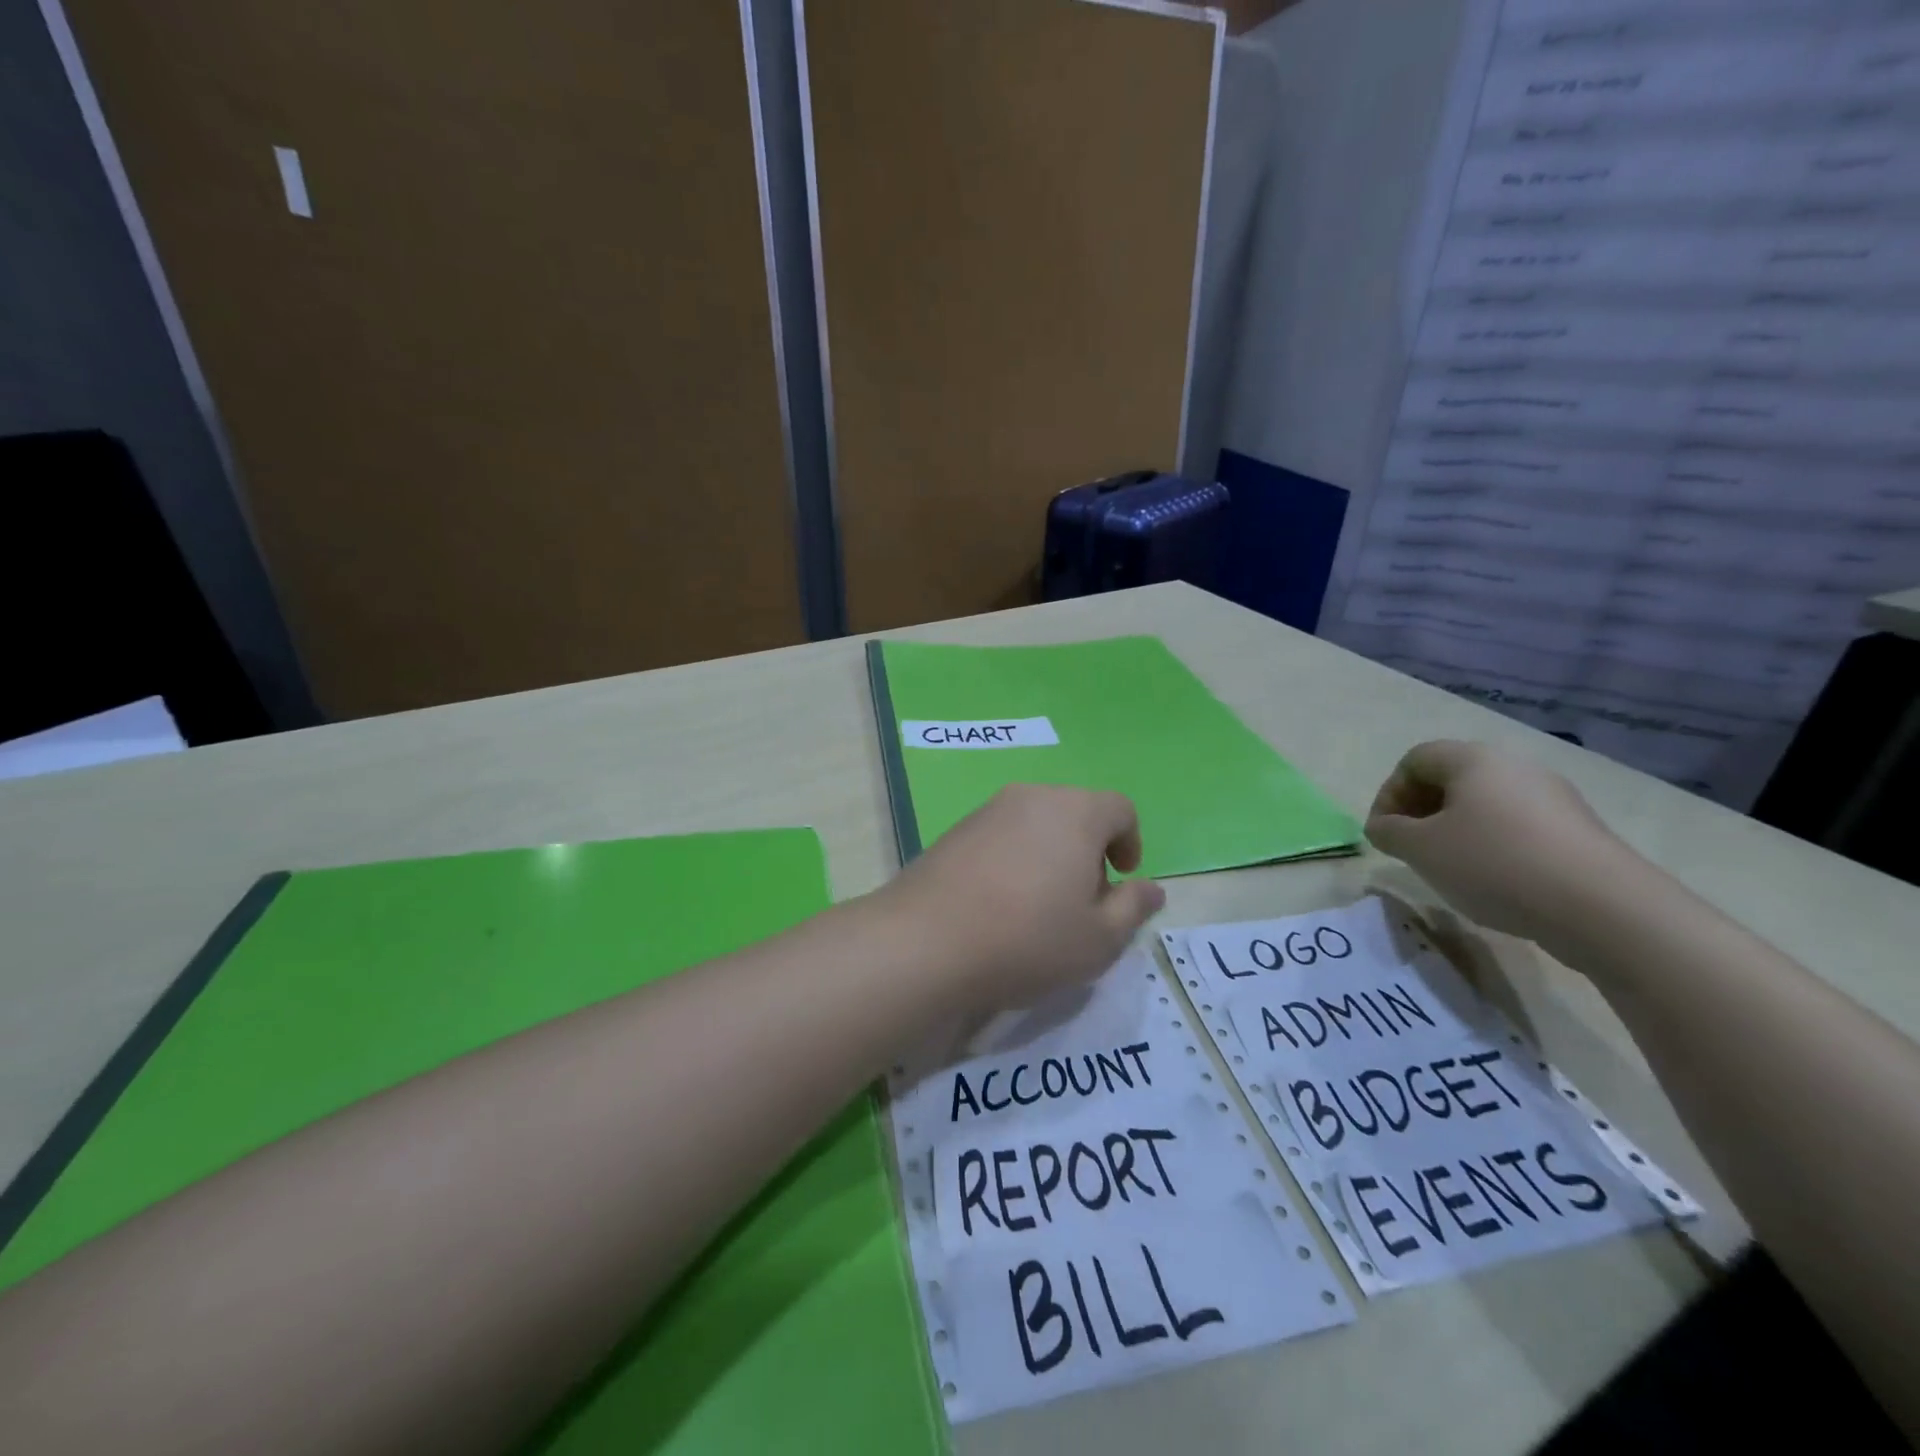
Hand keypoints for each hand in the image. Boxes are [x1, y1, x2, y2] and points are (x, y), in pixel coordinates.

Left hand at [881, 785, 1165, 1014]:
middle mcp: (1032, 797)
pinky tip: (999, 902)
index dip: (1130, 841)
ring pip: (1036, 822)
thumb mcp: (1099, 939)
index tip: (1120, 879)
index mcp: (1076, 812)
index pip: (1120, 808)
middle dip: (1089, 849)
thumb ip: (1133, 908)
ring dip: (1050, 853)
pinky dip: (1014, 858)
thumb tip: (1151, 887)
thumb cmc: (1028, 939)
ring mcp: (988, 810)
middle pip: (1076, 811)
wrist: (926, 941)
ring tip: (1039, 905)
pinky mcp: (955, 829)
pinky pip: (1002, 834)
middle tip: (1082, 899)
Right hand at [1365, 740, 1637, 944]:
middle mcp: (1515, 766)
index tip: (1384, 833)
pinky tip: (1494, 881)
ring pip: (1485, 805)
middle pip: (1451, 779)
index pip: (1414, 761)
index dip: (1388, 794)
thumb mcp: (1420, 849)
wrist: (1604, 908)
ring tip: (1449, 869)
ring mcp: (1553, 797)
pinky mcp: (1578, 830)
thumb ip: (1389, 832)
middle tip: (1410, 849)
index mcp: (1473, 759)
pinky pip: (1518, 827)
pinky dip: (1493, 846)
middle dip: (1420, 812)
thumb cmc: (1495, 864)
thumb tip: (1383, 827)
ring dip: (1455, 831)